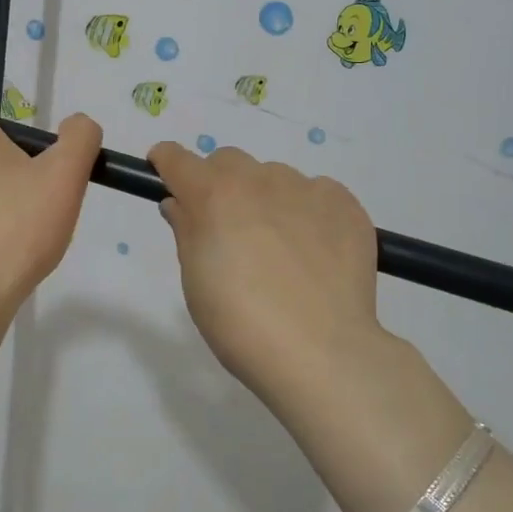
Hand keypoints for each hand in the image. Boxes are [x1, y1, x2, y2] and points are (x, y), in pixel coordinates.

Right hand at [149, 142, 385, 410]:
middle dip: (219, 184)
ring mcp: (307, 189)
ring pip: (275, 178)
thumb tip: (181, 204)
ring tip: (279, 249)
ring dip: (266, 199)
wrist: (320, 352)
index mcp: (213, 195)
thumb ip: (186, 231)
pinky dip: (308, 212)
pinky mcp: (346, 205)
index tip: (166, 176)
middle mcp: (258, 180)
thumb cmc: (240, 323)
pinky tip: (314, 252)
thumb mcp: (196, 281)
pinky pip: (317, 194)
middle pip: (228, 162)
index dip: (167, 164)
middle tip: (227, 228)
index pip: (177, 159)